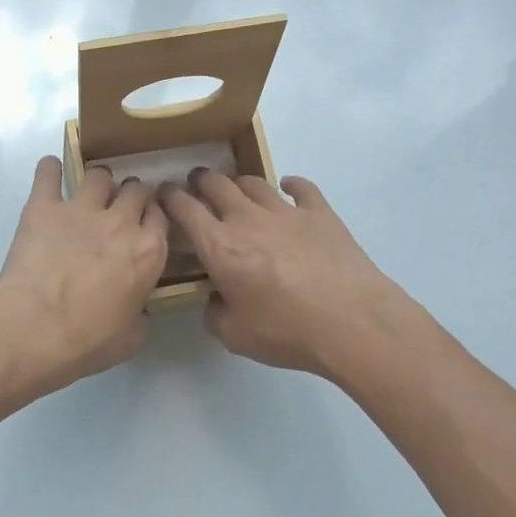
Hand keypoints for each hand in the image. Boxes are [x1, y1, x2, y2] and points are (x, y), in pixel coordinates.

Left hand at [0, 156, 168, 396]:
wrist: (35, 330)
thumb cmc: (88, 341)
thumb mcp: (131, 338)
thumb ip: (140, 314)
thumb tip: (136, 308)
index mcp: (149, 251)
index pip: (160, 216)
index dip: (152, 217)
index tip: (144, 224)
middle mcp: (121, 222)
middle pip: (135, 189)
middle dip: (129, 196)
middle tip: (116, 211)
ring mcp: (81, 209)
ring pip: (99, 175)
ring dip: (97, 183)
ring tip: (87, 195)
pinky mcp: (43, 207)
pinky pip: (48, 173)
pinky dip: (49, 171)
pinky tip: (49, 175)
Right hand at [158, 171, 417, 380]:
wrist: (352, 322)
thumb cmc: (286, 331)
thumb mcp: (235, 336)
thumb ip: (215, 314)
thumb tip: (215, 300)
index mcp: (220, 246)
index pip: (185, 209)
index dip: (170, 197)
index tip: (164, 193)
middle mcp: (247, 219)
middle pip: (217, 185)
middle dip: (201, 181)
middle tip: (197, 184)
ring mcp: (286, 212)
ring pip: (255, 183)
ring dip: (239, 182)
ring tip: (236, 188)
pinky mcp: (320, 214)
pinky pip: (302, 188)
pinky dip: (291, 184)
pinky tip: (288, 187)